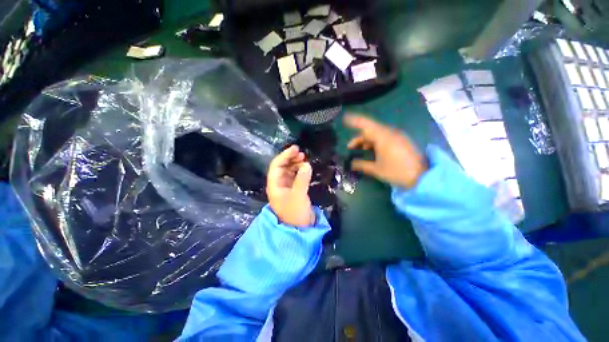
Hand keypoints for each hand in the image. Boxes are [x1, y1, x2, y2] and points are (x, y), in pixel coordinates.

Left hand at [266, 145, 314, 226]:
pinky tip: (306, 169)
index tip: (295, 148)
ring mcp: (286, 187)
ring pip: (289, 171)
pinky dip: (300, 171)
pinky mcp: (294, 190)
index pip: (277, 166)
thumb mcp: (298, 195)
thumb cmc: (295, 213)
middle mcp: (279, 184)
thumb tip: (306, 164)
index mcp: (274, 185)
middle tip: (301, 154)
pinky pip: (295, 177)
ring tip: (304, 160)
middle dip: (290, 159)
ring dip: (296, 164)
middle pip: (282, 167)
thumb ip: (302, 179)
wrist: (300, 229)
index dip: (285, 156)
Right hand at [345, 114, 427, 188]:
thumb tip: (351, 163)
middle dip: (359, 138)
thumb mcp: (376, 169)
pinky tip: (372, 151)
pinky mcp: (401, 141)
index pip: (366, 125)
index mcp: (383, 137)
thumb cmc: (397, 172)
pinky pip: (384, 137)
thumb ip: (361, 164)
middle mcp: (390, 133)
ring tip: (360, 151)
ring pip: (377, 134)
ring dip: (367, 141)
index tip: (344, 119)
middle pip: (371, 130)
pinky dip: (375, 142)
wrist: (423, 177)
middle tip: (350, 148)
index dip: (354, 121)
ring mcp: (397, 136)